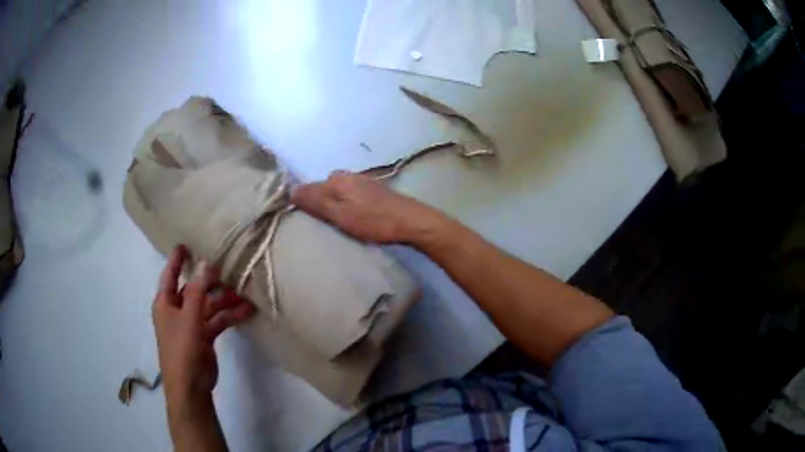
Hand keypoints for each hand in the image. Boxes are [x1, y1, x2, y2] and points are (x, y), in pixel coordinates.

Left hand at [152, 246, 254, 423]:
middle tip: (229, 269)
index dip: (176, 260)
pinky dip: (229, 317)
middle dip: (211, 282)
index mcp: (165, 303)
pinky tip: (246, 312)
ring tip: (246, 296)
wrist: (190, 387)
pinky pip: (217, 321)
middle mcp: (177, 310)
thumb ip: (197, 290)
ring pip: (209, 306)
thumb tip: (205, 263)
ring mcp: (191, 324)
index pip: (169, 275)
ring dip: (225, 301)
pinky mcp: (204, 337)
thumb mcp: (189, 317)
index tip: (185, 244)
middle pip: (194, 290)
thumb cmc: (182, 349)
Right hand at [291, 171, 444, 243]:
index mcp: (337, 179)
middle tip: (324, 222)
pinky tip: (354, 216)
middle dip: (320, 202)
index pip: (309, 187)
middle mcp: (349, 175)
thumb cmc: (374, 221)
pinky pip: (351, 194)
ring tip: (338, 222)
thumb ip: (316, 202)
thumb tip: (291, 190)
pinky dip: (347, 204)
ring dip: (335, 204)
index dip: (304, 202)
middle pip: (325, 188)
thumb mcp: (340, 215)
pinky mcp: (374, 190)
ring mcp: (363, 181)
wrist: (411, 221)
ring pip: (339, 191)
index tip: (305, 219)